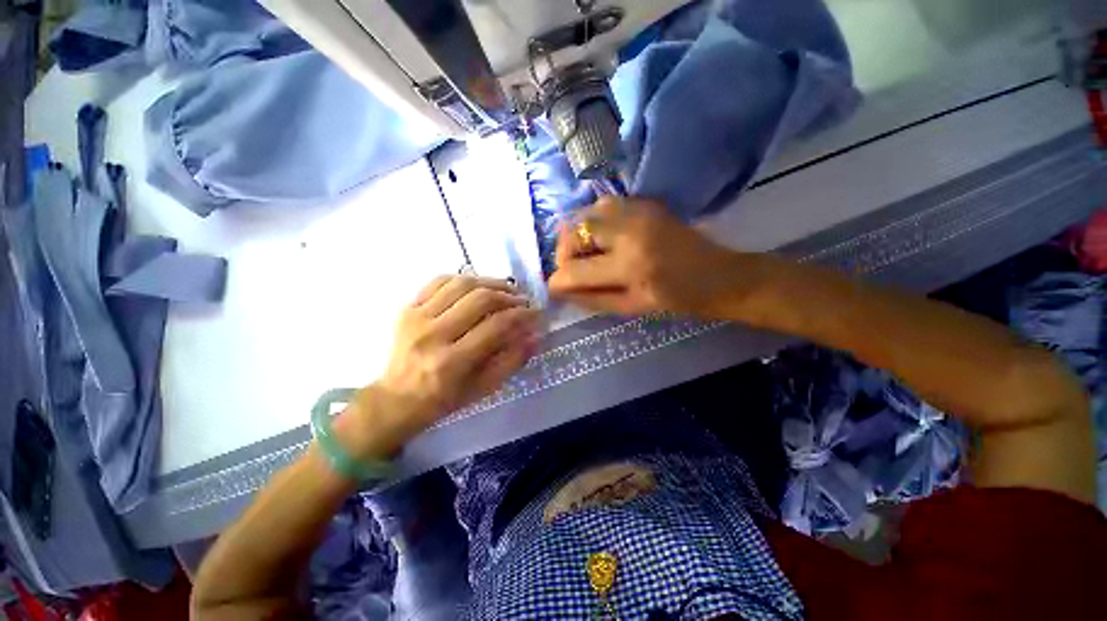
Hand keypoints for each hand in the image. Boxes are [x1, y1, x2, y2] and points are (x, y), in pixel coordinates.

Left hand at [356, 275, 540, 443]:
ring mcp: (417, 317)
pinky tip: (477, 286)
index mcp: (453, 362)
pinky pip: (439, 281)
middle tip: (522, 300)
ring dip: (490, 282)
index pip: (496, 326)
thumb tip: (535, 334)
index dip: (522, 315)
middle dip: (509, 296)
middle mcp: (433, 335)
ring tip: (505, 289)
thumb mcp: (484, 388)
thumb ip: (512, 360)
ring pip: (461, 284)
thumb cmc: (444, 399)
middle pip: (480, 299)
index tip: (536, 313)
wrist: (397, 398)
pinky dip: (463, 279)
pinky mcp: (407, 308)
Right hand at [548, 197, 754, 316]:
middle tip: (574, 268)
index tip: (555, 287)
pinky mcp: (644, 202)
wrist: (718, 275)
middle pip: (574, 231)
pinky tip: (605, 239)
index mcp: (630, 265)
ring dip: (579, 235)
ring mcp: (638, 210)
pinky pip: (604, 206)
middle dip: (565, 253)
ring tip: (588, 253)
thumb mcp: (631, 308)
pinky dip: (595, 223)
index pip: (576, 271)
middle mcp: (630, 230)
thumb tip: (560, 289)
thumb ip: (591, 298)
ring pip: (586, 213)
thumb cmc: (676, 299)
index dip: (558, 281)